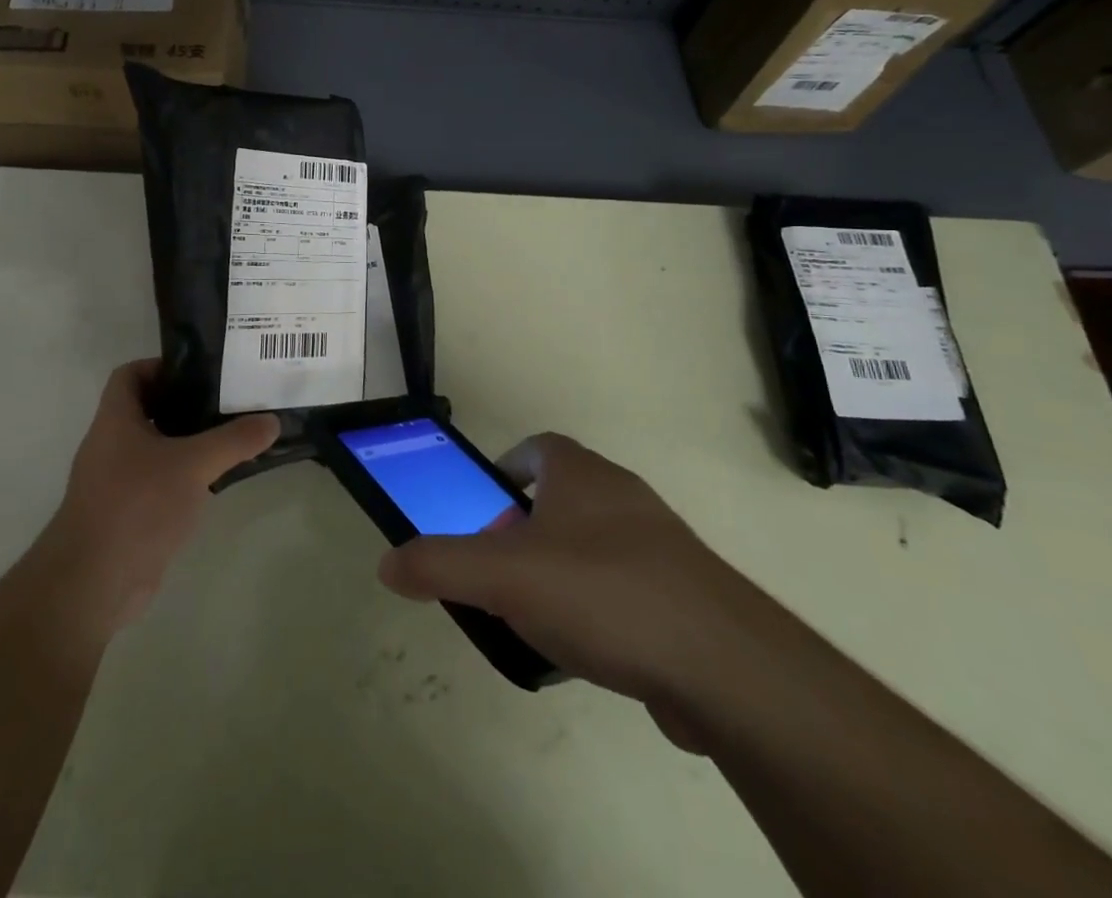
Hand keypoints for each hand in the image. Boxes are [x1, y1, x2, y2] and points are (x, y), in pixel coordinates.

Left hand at [35, 359, 278, 634]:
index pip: (130, 374)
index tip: (200, 372)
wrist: (94, 583)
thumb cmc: (137, 505)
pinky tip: (216, 482)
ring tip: (231, 437)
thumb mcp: (193, 465)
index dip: (161, 366)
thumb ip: (234, 441)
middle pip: (148, 410)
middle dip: (186, 404)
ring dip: (188, 442)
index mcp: (115, 420)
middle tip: (228, 401)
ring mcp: (117, 482)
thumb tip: (272, 421)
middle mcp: (111, 445)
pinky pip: (159, 482)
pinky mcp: (127, 514)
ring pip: (156, 448)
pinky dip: (184, 477)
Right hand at [377, 434, 747, 744]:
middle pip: (563, 497)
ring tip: (534, 615)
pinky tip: (586, 650)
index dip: (507, 468)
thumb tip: (387, 563)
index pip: (538, 447)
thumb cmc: (602, 593)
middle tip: (498, 568)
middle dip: (525, 528)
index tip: (484, 504)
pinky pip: (627, 587)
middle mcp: (623, 496)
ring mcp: (660, 544)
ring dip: (561, 569)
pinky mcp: (685, 594)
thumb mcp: (503, 576)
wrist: (723, 664)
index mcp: (582, 474)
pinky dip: (599, 607)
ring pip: (595, 544)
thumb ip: (439, 565)